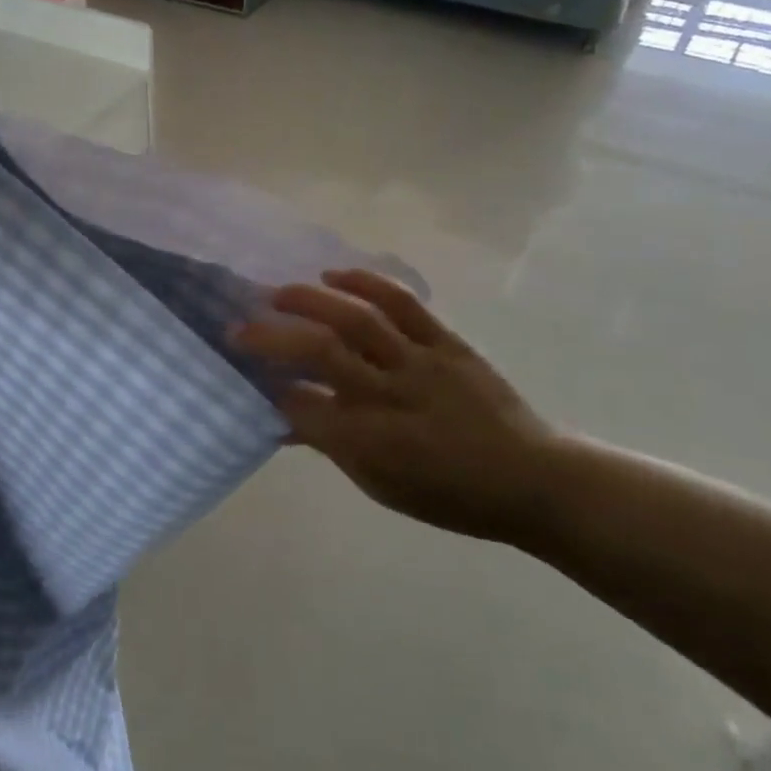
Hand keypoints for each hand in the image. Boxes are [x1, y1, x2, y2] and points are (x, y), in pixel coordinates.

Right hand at [232, 269, 564, 545]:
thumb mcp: (380, 484)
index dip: (266, 389)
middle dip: (271, 336)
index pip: (300, 406)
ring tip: (278, 293)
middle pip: (320, 351)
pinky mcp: (447, 342)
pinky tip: (336, 276)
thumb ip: (328, 445)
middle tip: (238, 327)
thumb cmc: (448, 494)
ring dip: (310, 300)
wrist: (531, 479)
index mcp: (370, 441)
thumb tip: (282, 416)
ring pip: (357, 319)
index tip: (245, 376)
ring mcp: (420, 363)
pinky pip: (404, 304)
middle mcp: (389, 395)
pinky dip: (366, 284)